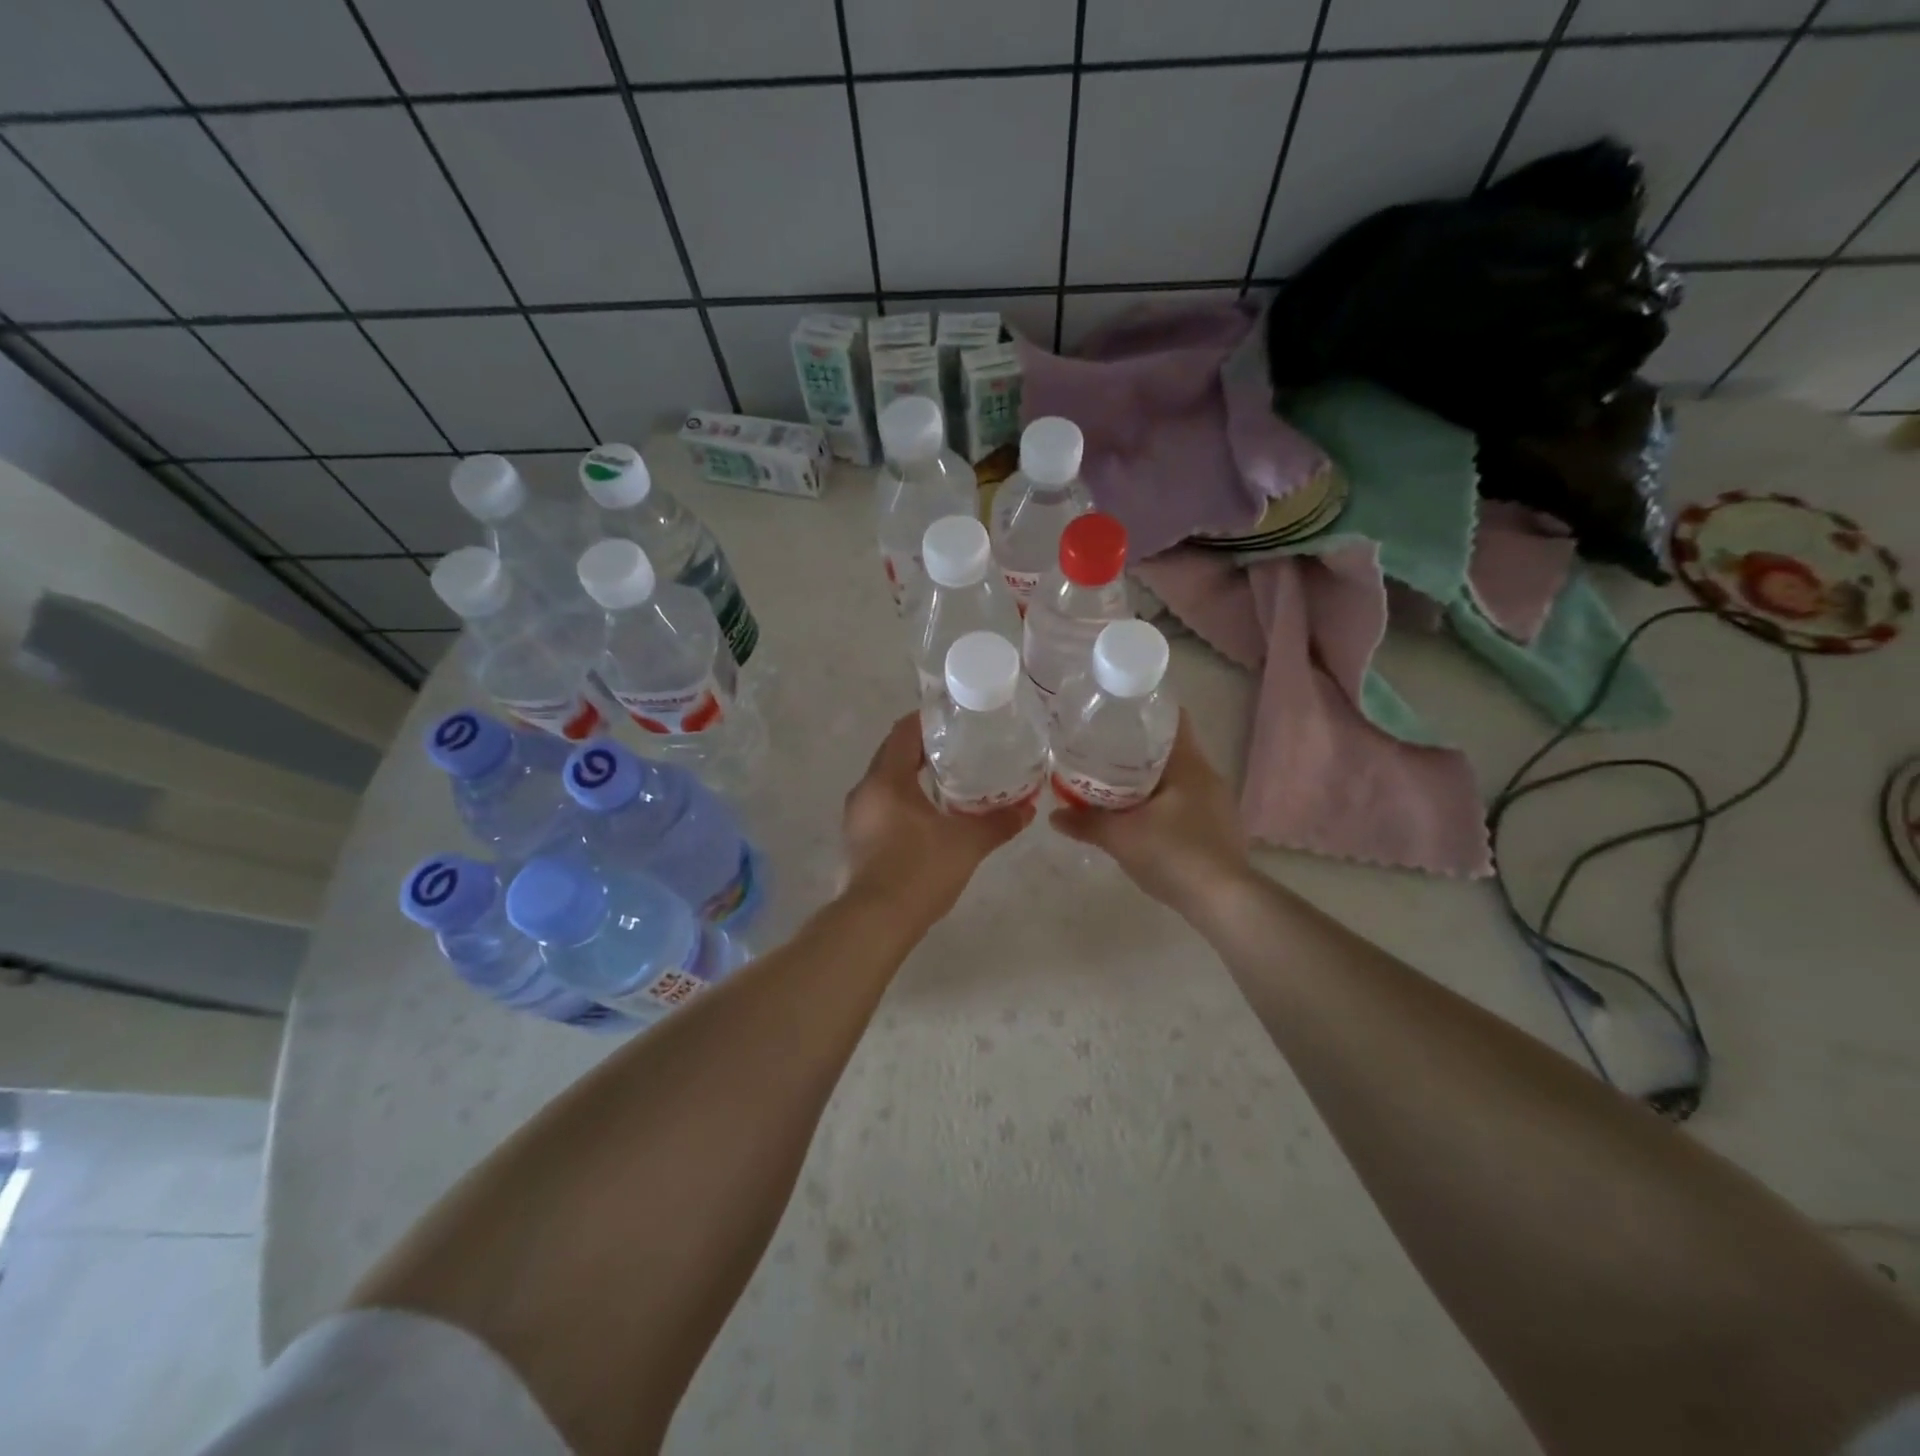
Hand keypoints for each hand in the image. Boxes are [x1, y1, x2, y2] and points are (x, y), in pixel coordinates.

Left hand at [841, 714, 1034, 924]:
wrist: (874, 924)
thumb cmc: (918, 872)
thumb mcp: (967, 844)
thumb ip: (998, 822)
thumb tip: (1028, 808)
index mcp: (886, 779)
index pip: (903, 731)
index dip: (928, 719)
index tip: (955, 718)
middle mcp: (865, 791)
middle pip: (892, 754)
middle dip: (923, 748)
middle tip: (961, 747)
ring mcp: (856, 818)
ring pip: (885, 783)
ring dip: (912, 777)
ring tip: (950, 779)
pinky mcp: (856, 842)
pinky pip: (882, 807)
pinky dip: (903, 801)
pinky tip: (929, 817)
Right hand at [1050, 711, 1250, 913]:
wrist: (1224, 901)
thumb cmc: (1174, 854)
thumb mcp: (1121, 838)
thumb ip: (1086, 824)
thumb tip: (1054, 816)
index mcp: (1189, 764)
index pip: (1172, 718)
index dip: (1144, 711)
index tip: (1114, 714)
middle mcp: (1207, 776)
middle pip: (1170, 749)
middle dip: (1137, 749)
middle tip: (1101, 750)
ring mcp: (1216, 803)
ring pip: (1176, 778)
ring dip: (1148, 779)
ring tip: (1113, 783)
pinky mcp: (1218, 828)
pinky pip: (1184, 801)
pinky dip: (1161, 802)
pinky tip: (1140, 817)